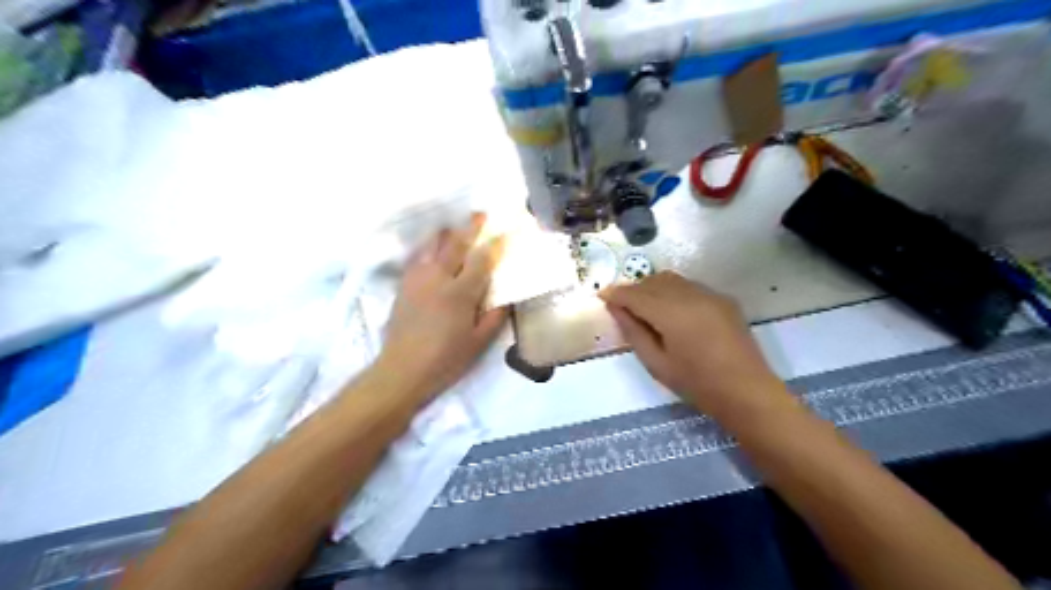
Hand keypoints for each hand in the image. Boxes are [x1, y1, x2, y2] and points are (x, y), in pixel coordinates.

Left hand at [375, 213, 510, 401]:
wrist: (402, 370)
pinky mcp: (403, 284)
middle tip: (480, 214)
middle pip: (455, 243)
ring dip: (446, 233)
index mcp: (460, 293)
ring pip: (432, 244)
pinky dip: (429, 247)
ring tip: (455, 227)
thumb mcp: (479, 343)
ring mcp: (417, 278)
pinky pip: (418, 256)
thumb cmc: (446, 359)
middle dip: (470, 227)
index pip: (481, 260)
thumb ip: (495, 316)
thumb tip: (506, 297)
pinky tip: (433, 249)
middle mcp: (438, 277)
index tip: (505, 232)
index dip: (495, 244)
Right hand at [600, 271, 788, 419]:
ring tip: (644, 307)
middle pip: (653, 281)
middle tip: (621, 305)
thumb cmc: (697, 384)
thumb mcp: (656, 363)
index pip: (636, 294)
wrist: (747, 392)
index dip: (616, 293)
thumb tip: (615, 308)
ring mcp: (710, 294)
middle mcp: (691, 295)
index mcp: (672, 313)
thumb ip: (633, 331)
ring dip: (652, 288)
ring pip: (671, 280)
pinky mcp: (723, 299)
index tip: (602, 296)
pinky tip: (671, 311)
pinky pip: (689, 286)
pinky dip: (673, 291)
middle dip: (633, 289)